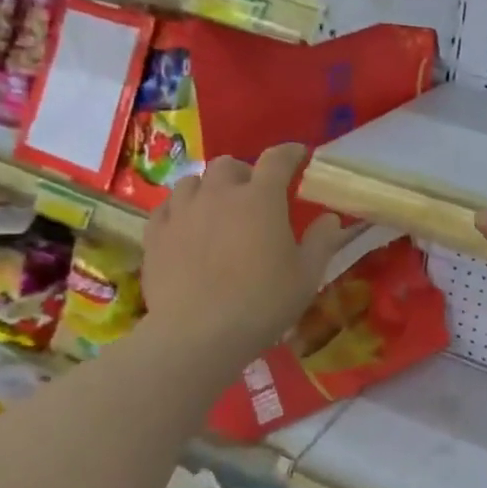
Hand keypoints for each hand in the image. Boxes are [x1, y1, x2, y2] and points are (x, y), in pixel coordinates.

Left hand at [142, 144, 346, 358]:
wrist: (198, 334)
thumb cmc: (262, 303)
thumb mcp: (306, 277)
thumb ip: (321, 242)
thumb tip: (330, 218)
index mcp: (261, 198)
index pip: (277, 159)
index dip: (290, 153)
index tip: (298, 155)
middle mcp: (219, 193)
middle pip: (229, 164)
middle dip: (245, 172)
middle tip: (254, 195)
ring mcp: (182, 211)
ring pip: (193, 181)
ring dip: (209, 188)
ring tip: (217, 209)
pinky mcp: (156, 234)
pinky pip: (168, 207)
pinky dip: (181, 210)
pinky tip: (187, 227)